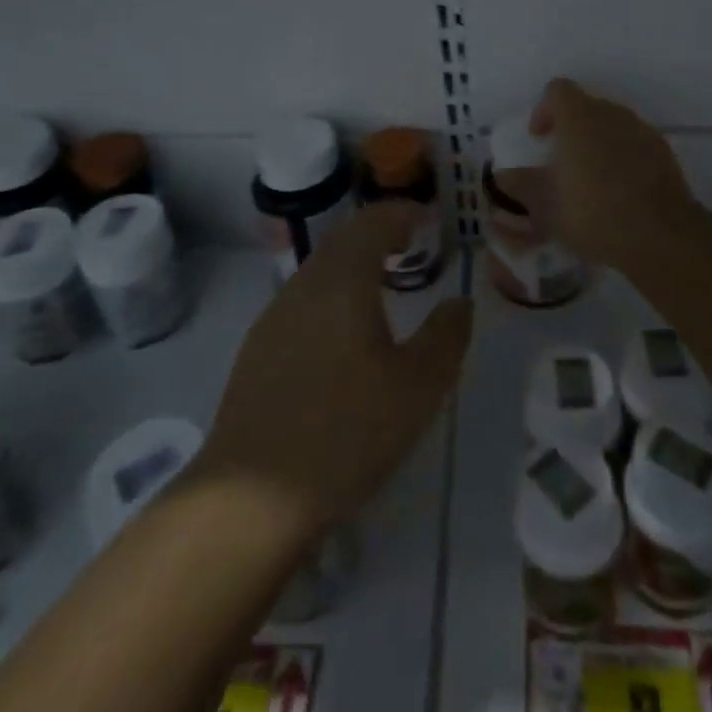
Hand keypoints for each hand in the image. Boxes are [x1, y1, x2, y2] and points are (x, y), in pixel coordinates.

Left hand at [198, 204, 473, 533]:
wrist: (251, 498)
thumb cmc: (346, 432)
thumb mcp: (417, 388)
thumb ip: (446, 336)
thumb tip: (459, 303)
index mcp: (343, 279)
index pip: (374, 222)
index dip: (403, 214)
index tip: (428, 222)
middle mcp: (305, 284)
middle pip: (344, 239)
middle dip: (379, 235)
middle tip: (410, 248)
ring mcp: (275, 315)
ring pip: (320, 269)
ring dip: (354, 265)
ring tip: (382, 288)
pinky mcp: (258, 347)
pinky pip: (303, 299)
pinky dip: (332, 294)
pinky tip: (343, 334)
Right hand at [530, 78, 696, 268]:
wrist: (660, 235)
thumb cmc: (592, 211)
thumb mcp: (544, 205)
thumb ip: (521, 185)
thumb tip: (502, 176)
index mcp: (579, 117)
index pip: (557, 90)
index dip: (543, 110)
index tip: (539, 139)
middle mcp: (612, 114)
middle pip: (586, 107)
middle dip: (570, 129)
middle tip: (561, 164)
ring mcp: (642, 131)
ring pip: (612, 126)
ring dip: (597, 144)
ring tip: (590, 181)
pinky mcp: (664, 153)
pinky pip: (634, 145)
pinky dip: (622, 158)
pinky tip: (619, 192)